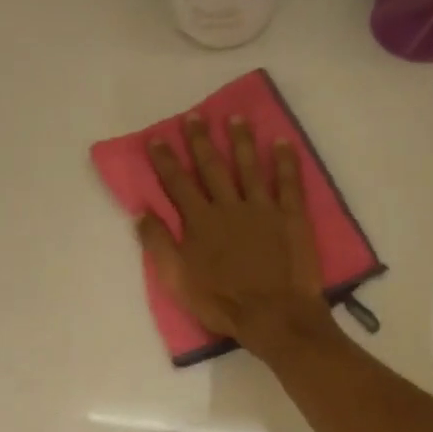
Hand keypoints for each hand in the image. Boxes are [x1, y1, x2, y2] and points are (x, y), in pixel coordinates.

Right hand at [137, 114, 329, 346]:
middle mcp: (228, 206)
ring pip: (249, 166)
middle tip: (194, 116)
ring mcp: (262, 208)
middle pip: (212, 167)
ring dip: (241, 141)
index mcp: (200, 222)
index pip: (177, 184)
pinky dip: (285, 161)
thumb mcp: (177, 280)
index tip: (156, 138)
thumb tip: (141, 213)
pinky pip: (288, 182)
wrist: (274, 315)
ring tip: (235, 117)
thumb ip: (159, 244)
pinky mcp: (291, 216)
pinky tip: (282, 142)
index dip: (165, 160)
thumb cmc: (221, 302)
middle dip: (200, 141)